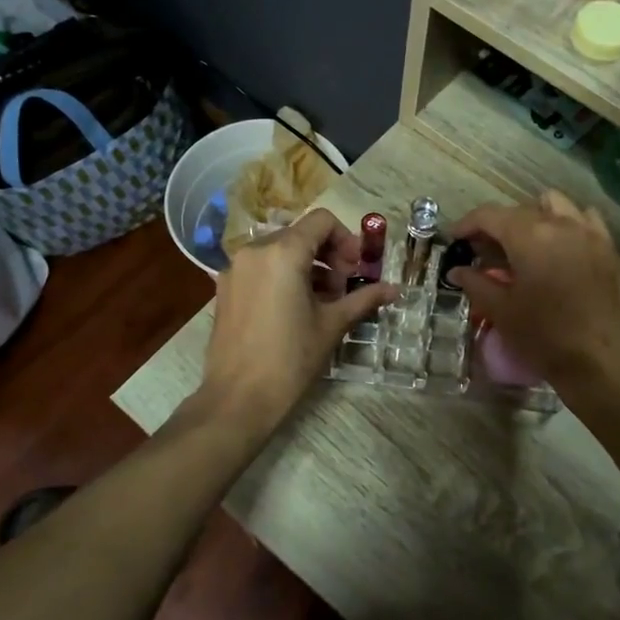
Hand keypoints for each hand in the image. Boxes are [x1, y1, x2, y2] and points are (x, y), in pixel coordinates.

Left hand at [201, 207, 395, 429]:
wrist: (238, 398)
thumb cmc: (290, 359)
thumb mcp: (332, 325)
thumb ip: (363, 299)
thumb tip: (395, 289)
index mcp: (283, 252)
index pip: (322, 221)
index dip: (345, 240)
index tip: (355, 270)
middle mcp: (254, 251)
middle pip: (300, 234)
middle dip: (327, 255)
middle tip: (342, 289)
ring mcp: (235, 269)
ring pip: (279, 251)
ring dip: (306, 266)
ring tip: (321, 302)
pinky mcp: (224, 288)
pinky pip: (260, 268)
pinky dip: (282, 277)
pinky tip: (293, 309)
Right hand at [448, 191, 619, 402]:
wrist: (599, 364)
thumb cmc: (543, 337)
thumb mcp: (501, 311)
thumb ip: (475, 283)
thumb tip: (457, 270)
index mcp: (529, 236)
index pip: (490, 215)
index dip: (467, 223)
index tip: (454, 238)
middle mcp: (561, 224)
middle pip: (519, 210)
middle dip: (496, 225)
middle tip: (483, 250)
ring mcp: (589, 233)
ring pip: (554, 205)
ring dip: (532, 217)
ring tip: (522, 243)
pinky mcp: (608, 249)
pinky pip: (585, 218)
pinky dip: (567, 223)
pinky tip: (559, 245)